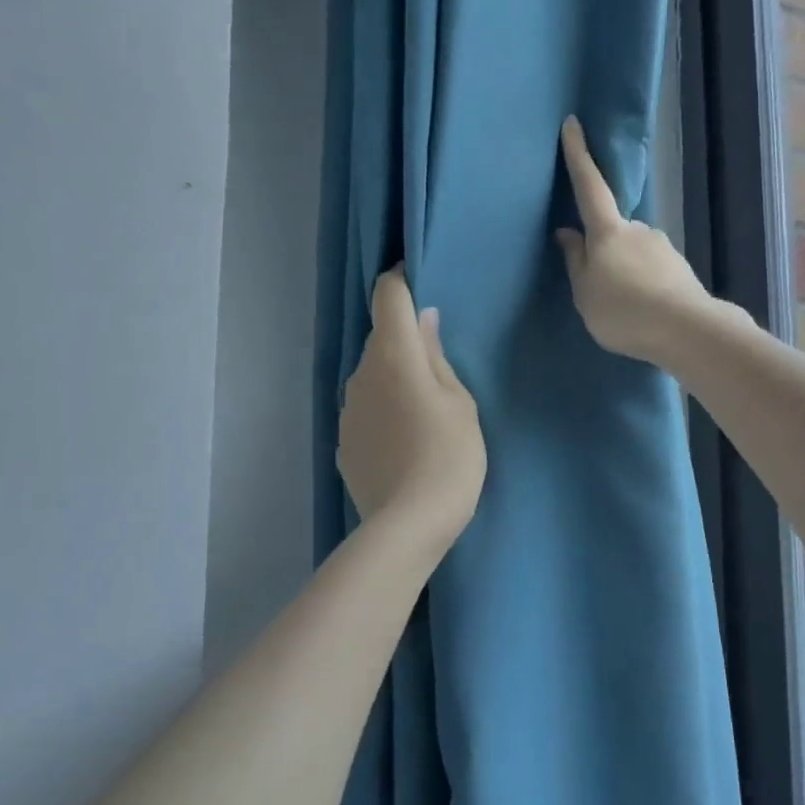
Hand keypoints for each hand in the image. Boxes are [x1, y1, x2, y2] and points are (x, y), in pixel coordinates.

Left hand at [339, 268, 486, 551]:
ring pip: (372, 376)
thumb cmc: (450, 455)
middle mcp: (361, 374)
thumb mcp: (460, 403)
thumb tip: (422, 322)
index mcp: (394, 355)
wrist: (409, 524)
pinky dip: (384, 410)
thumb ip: (437, 357)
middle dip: (405, 338)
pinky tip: (406, 439)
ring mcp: (347, 410)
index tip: (420, 281)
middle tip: (439, 361)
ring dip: (394, 377)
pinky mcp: (344, 442)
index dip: (401, 280)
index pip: (387, 295)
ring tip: (425, 408)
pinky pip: (366, 409)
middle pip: (381, 338)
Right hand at [555, 116, 717, 366]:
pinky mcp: (679, 268)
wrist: (685, 329)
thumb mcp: (585, 293)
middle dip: (605, 250)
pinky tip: (643, 312)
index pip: (589, 186)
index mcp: (609, 231)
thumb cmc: (623, 311)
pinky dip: (644, 286)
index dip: (579, 155)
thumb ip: (575, 262)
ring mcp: (663, 247)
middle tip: (599, 287)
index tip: (573, 124)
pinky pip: (652, 271)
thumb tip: (568, 233)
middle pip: (613, 230)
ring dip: (626, 272)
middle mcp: (638, 230)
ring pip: (635, 252)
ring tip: (623, 309)